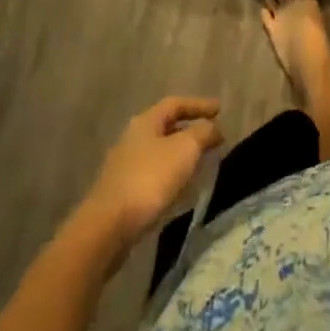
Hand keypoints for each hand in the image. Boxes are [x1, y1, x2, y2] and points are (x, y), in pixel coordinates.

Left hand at [81, 97, 223, 253]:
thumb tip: (212, 127)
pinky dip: (172, 172)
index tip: (220, 110)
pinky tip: (181, 186)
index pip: (176, 104)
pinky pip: (155, 173)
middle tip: (213, 135)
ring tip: (202, 160)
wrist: (109, 226)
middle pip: (166, 126)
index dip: (199, 105)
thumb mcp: (185, 149)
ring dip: (182, 152)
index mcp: (146, 122)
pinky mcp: (123, 191)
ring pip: (161, 151)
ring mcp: (125, 166)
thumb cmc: (150, 178)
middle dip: (191, 129)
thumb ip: (202, 132)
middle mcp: (133, 138)